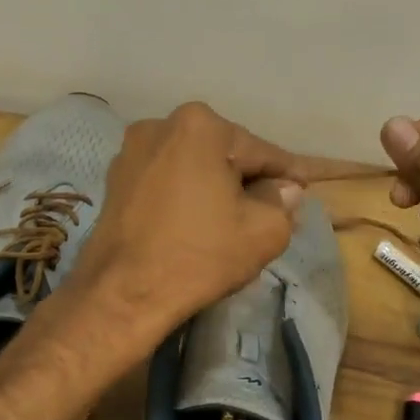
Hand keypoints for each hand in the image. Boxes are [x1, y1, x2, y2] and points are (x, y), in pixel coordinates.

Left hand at [68, 102, 304, 347]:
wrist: (123, 293)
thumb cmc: (199, 256)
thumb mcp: (263, 231)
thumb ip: (282, 201)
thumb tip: (285, 189)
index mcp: (200, 126)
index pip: (261, 151)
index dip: (287, 174)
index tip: (304, 189)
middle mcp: (160, 126)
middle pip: (223, 154)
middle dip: (247, 179)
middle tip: (270, 209)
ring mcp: (131, 153)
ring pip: (192, 168)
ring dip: (214, 187)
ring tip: (232, 220)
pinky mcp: (114, 182)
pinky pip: (165, 183)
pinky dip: (184, 197)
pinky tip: (195, 224)